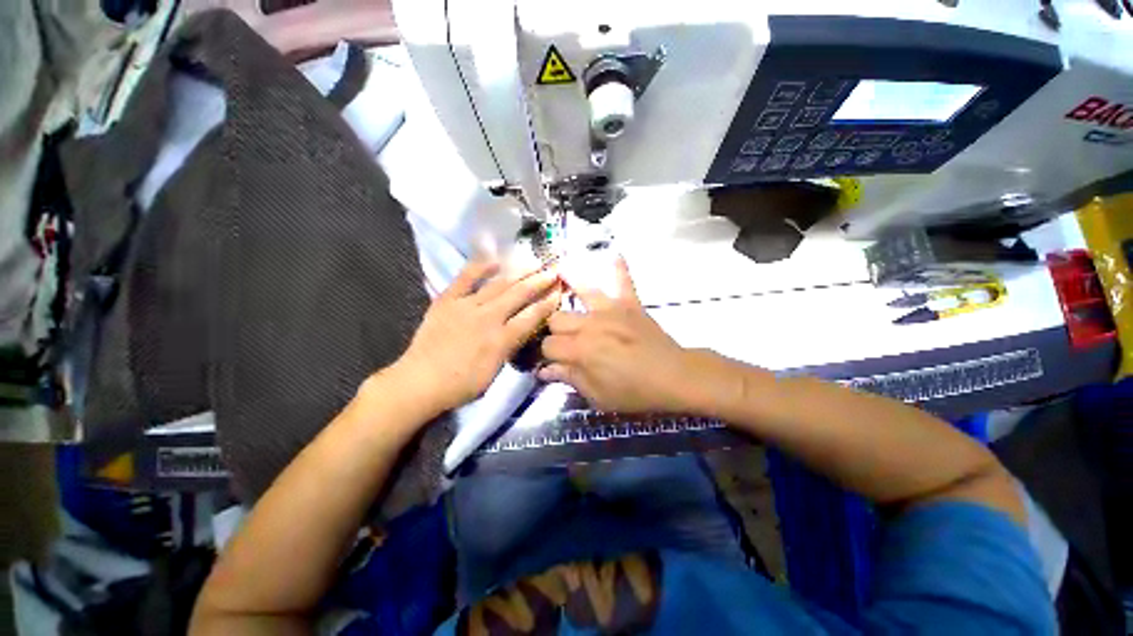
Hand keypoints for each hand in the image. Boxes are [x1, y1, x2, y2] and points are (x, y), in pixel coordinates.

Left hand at [390, 261, 560, 415]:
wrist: (420, 381)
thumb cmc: (461, 385)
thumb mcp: (494, 373)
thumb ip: (510, 348)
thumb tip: (522, 330)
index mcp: (502, 340)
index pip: (532, 316)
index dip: (548, 303)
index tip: (558, 291)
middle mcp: (489, 318)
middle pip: (519, 295)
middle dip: (539, 282)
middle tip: (553, 271)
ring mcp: (467, 306)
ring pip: (498, 284)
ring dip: (518, 272)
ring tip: (532, 262)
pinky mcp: (448, 300)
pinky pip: (466, 278)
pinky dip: (481, 266)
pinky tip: (495, 259)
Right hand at [538, 258, 695, 412]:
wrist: (673, 377)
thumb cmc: (633, 391)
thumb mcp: (597, 395)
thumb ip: (569, 378)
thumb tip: (543, 371)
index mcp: (579, 350)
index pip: (548, 345)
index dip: (546, 354)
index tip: (551, 361)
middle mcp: (589, 324)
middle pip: (558, 318)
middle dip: (555, 329)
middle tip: (563, 339)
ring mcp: (611, 310)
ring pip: (581, 292)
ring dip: (570, 283)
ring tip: (559, 272)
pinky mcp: (630, 304)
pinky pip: (623, 281)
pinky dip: (619, 269)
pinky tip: (613, 254)